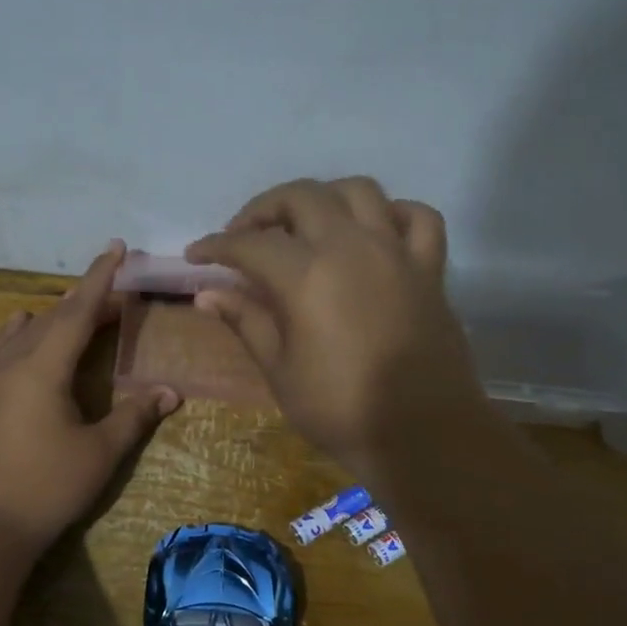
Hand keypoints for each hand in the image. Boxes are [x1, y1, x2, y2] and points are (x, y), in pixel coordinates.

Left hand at [0, 242, 179, 553]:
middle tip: (111, 296)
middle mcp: (9, 364)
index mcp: (42, 368)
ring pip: (18, 335)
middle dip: (82, 302)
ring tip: (63, 309)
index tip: (115, 247)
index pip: (78, 311)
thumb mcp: (98, 454)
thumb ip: (133, 417)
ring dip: (47, 318)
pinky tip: (14, 338)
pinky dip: (13, 338)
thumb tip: (169, 392)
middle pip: (51, 320)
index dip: (100, 279)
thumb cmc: (45, 488)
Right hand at [186, 178, 485, 479]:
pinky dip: (393, 213)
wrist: (422, 435)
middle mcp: (351, 247)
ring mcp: (396, 252)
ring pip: (359, 190)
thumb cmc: (341, 409)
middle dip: (264, 208)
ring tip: (305, 225)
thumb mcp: (280, 371)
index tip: (196, 255)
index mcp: (307, 276)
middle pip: (302, 197)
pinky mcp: (429, 268)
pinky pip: (418, 217)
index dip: (216, 246)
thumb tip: (207, 294)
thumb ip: (247, 322)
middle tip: (244, 236)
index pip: (250, 244)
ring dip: (324, 198)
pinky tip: (374, 232)